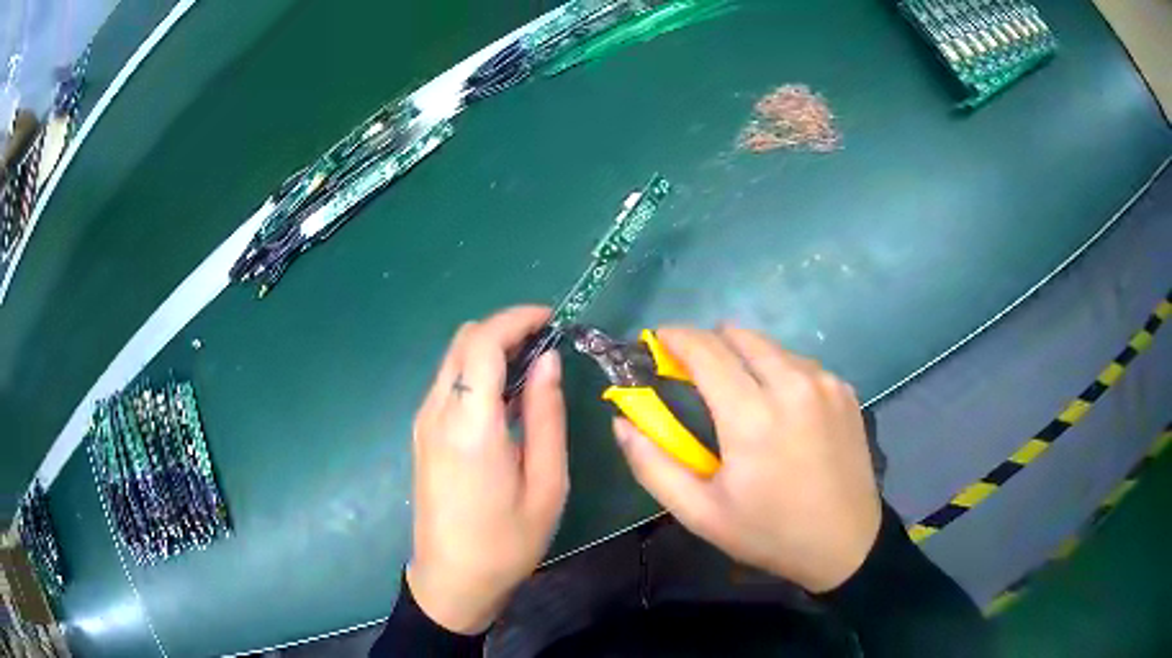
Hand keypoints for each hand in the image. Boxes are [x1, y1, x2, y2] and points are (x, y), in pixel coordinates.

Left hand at [408, 306, 568, 632]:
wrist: (452, 579)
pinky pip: (447, 384)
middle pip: (463, 341)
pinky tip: (504, 400)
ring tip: (531, 370)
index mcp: (470, 425)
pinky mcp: (421, 434)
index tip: (551, 320)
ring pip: (453, 359)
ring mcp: (422, 422)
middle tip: (546, 345)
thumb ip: (546, 415)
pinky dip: (476, 373)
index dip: (517, 318)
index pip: (483, 342)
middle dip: (505, 329)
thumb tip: (548, 361)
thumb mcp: (546, 484)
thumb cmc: (507, 541)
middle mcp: (437, 412)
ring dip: (490, 350)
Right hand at [613, 325, 880, 592]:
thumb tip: (621, 421)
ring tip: (740, 398)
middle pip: (739, 335)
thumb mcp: (700, 513)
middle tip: (696, 377)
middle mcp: (793, 384)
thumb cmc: (768, 532)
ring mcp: (825, 383)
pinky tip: (780, 411)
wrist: (846, 544)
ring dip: (746, 359)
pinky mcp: (845, 389)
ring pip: (771, 347)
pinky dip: (779, 373)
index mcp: (753, 416)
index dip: (675, 337)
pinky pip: (800, 364)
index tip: (657, 341)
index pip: (705, 350)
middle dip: (709, 344)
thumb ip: (652, 464)